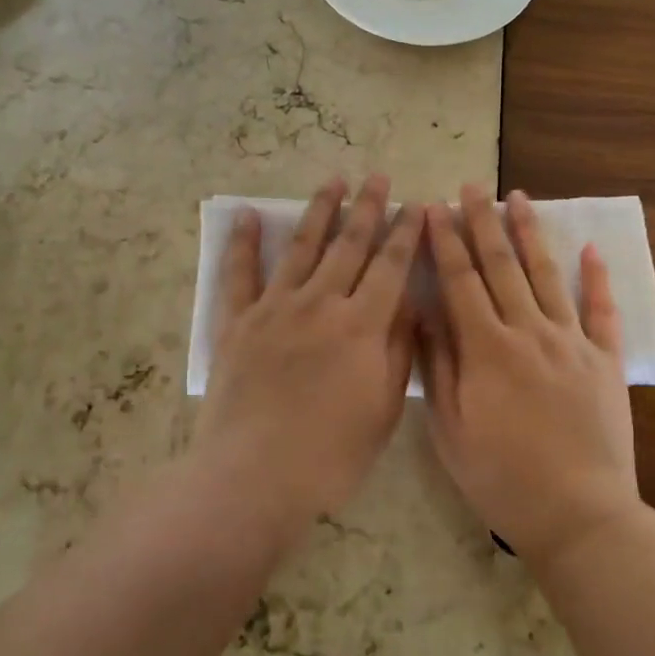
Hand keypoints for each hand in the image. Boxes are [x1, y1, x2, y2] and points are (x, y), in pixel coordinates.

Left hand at [196, 175, 423, 533]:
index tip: (416, 205)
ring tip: (333, 181)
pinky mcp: (238, 322)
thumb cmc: (330, 454)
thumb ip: (397, 349)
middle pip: (349, 245)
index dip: (406, 233)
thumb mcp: (383, 408)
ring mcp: (275, 308)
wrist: (253, 478)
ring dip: (320, 211)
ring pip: (302, 247)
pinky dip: (244, 243)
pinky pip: (240, 274)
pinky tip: (249, 216)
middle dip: (367, 207)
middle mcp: (320, 303)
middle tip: (378, 177)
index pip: (391, 266)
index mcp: (361, 325)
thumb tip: (408, 303)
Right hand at [421, 185, 641, 565]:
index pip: (461, 280)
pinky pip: (603, 311)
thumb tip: (424, 312)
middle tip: (474, 186)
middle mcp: (529, 332)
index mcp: (487, 349)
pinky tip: (591, 248)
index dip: (446, 240)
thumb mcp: (451, 430)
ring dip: (531, 233)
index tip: (435, 206)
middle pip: (502, 265)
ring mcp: (572, 343)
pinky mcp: (605, 361)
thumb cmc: (503, 478)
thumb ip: (438, 366)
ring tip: (520, 197)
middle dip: (484, 221)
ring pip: (548, 275)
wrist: (580, 516)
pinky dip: (598, 277)